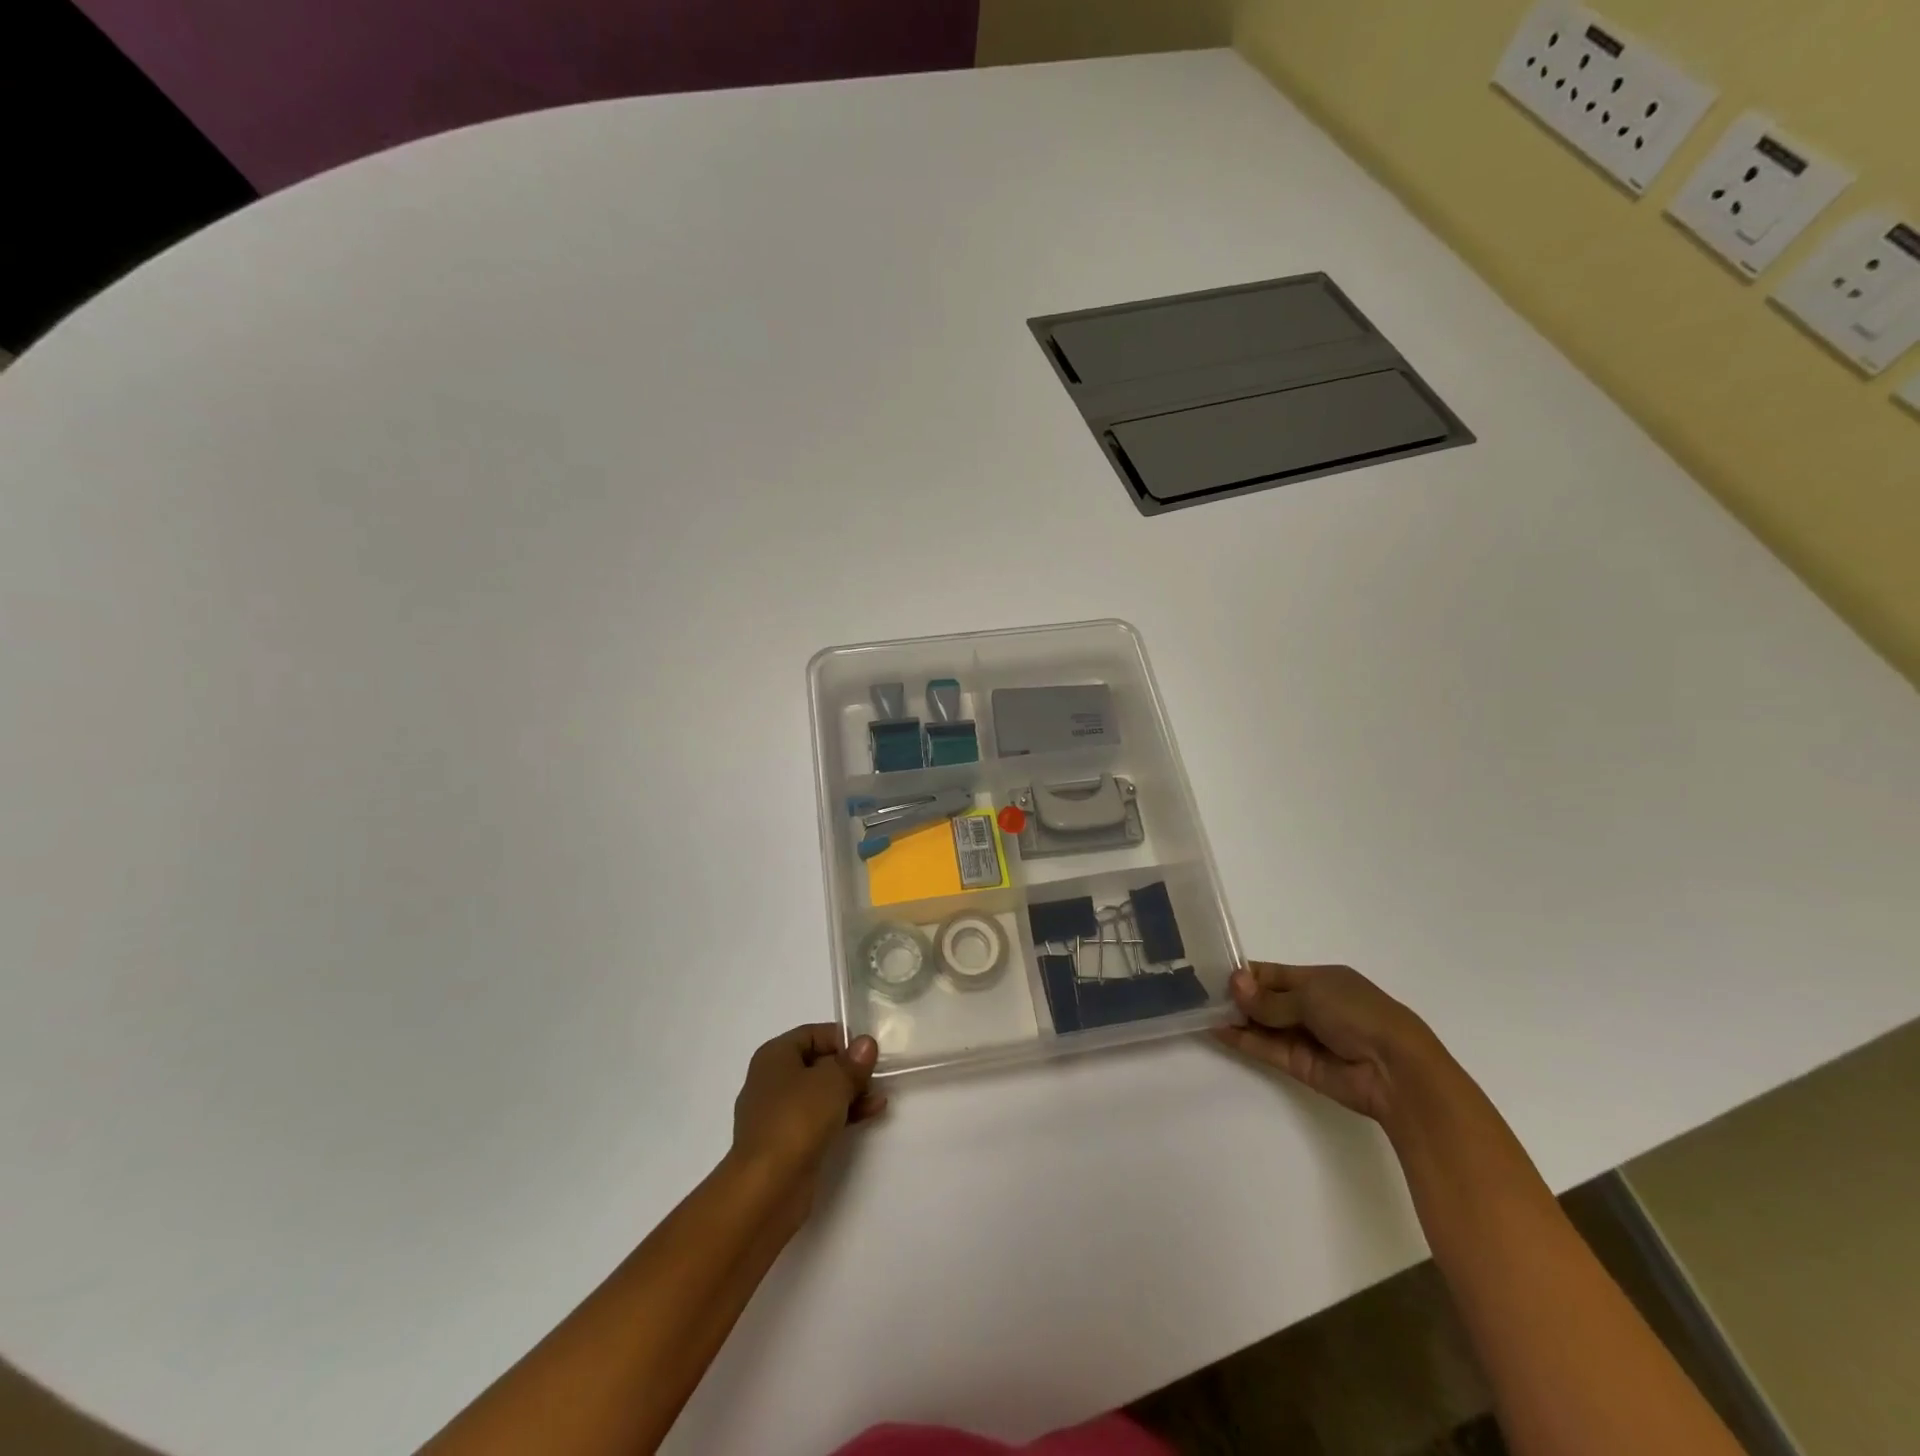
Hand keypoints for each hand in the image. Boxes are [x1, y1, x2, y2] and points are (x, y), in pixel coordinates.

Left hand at [730, 1023, 884, 1213]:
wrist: (767, 1187)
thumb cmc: (797, 1119)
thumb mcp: (833, 1081)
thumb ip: (852, 1062)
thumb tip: (865, 1044)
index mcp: (774, 1056)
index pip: (812, 1033)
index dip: (841, 1038)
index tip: (869, 1050)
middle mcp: (771, 1080)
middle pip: (816, 1063)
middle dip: (848, 1068)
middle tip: (877, 1073)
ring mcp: (777, 1114)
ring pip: (819, 1093)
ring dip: (849, 1092)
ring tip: (879, 1096)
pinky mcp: (786, 1143)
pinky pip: (818, 1118)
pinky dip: (842, 1114)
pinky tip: (870, 1114)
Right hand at [1213, 962, 1445, 1126]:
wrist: (1396, 1070)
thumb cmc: (1358, 1015)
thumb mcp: (1312, 995)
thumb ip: (1270, 998)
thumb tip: (1234, 985)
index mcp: (1321, 980)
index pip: (1275, 974)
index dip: (1247, 974)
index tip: (1214, 973)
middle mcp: (1312, 1006)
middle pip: (1266, 999)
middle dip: (1238, 996)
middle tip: (1201, 992)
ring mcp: (1306, 1036)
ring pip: (1264, 1024)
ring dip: (1237, 1017)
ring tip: (1202, 1009)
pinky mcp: (1300, 1065)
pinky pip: (1266, 1048)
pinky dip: (1243, 1039)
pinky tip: (1218, 1029)